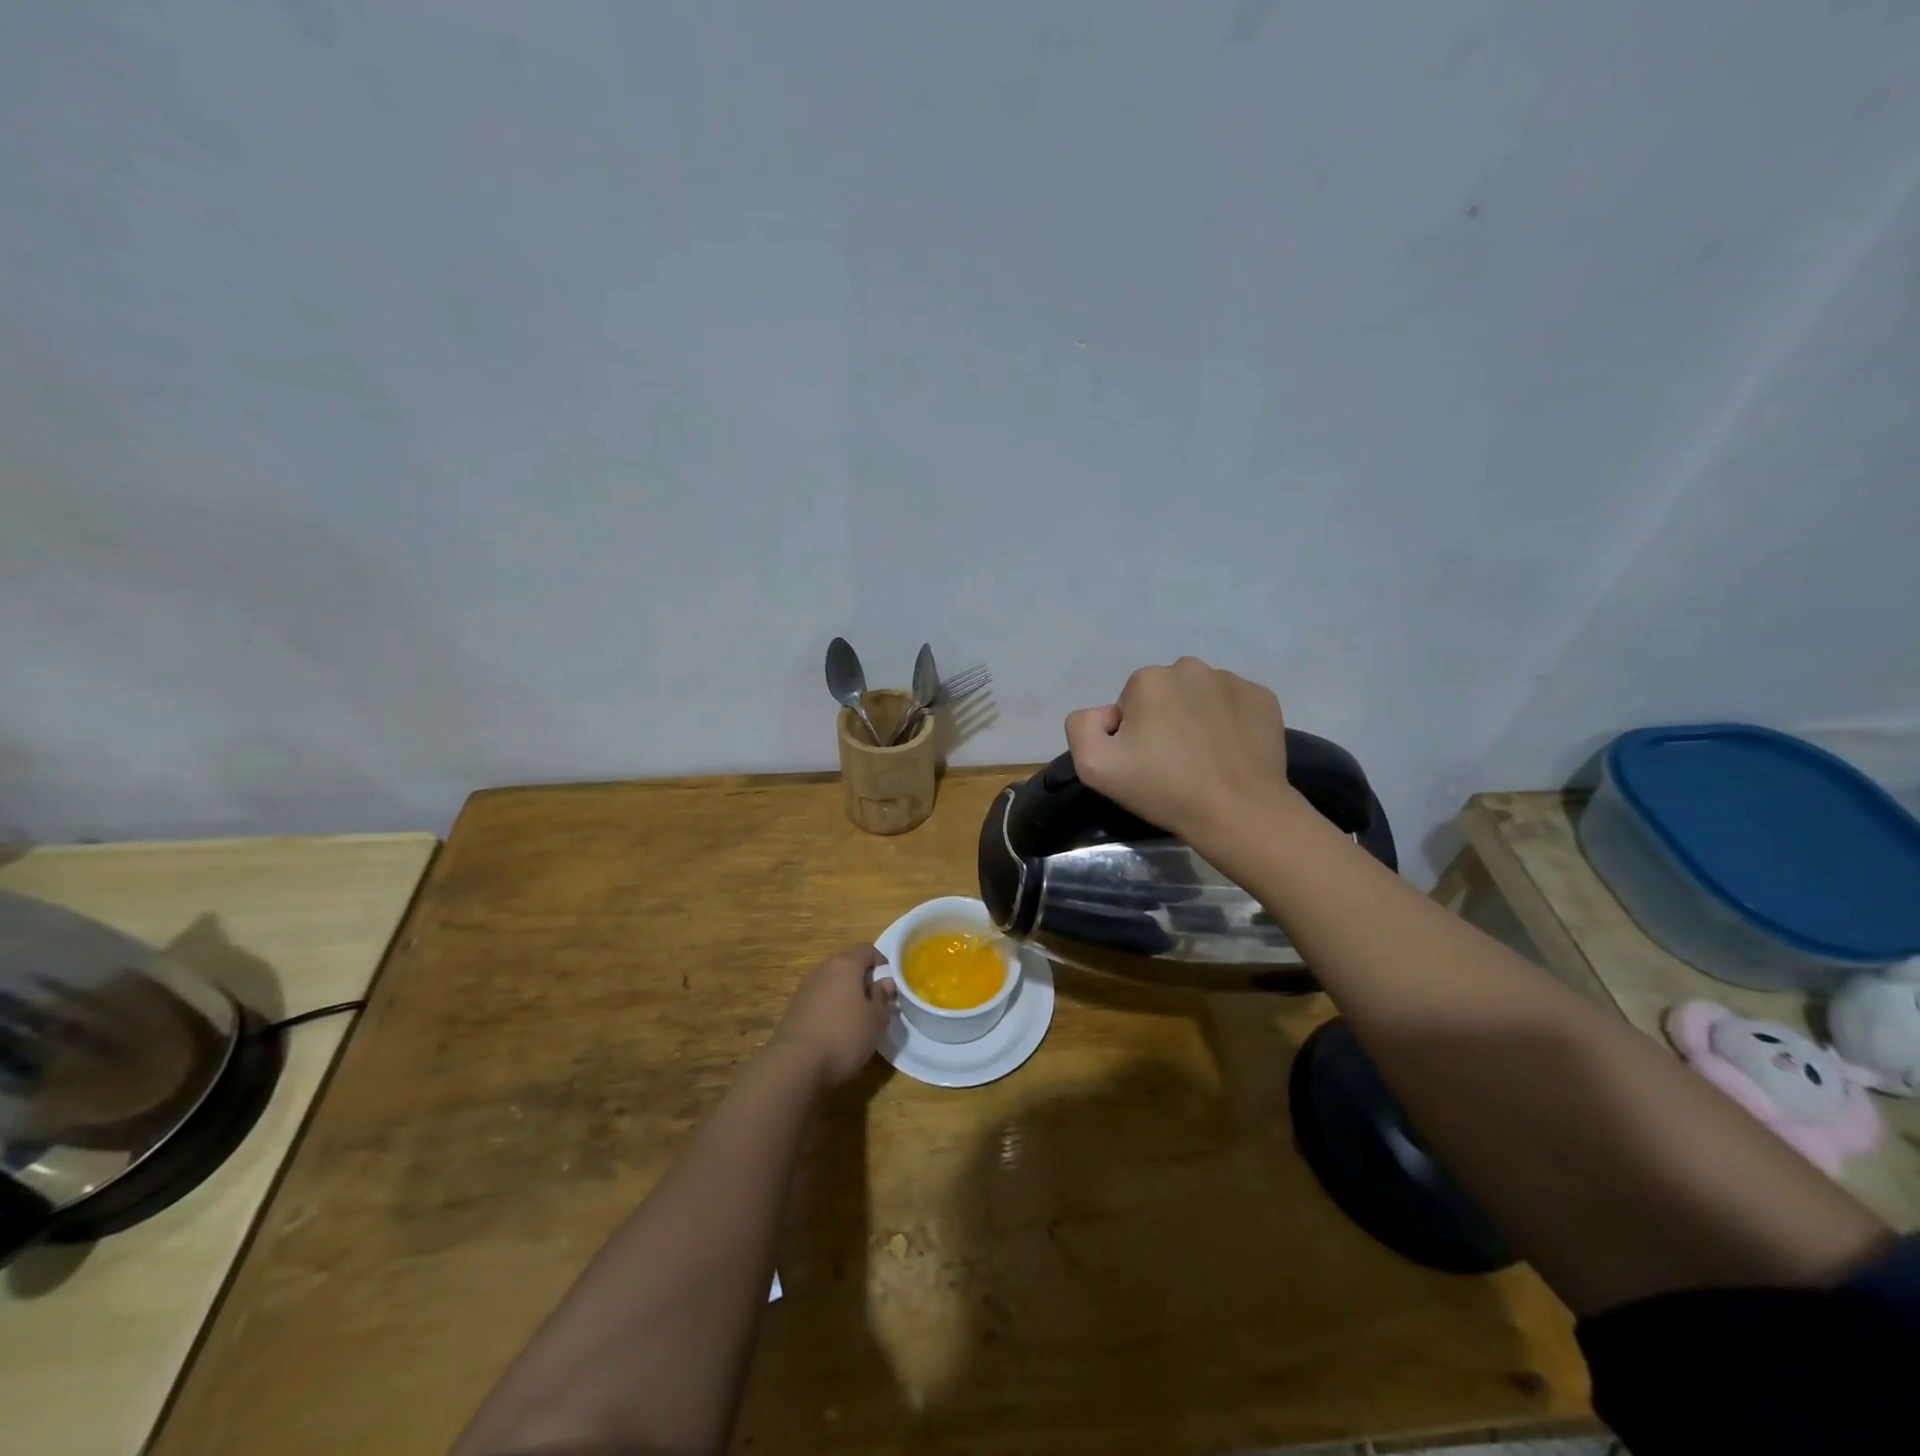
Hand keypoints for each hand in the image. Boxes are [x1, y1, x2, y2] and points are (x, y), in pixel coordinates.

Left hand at [770, 944, 897, 1085]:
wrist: (795, 1064)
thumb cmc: (844, 1036)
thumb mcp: (876, 1020)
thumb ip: (882, 997)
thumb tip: (885, 982)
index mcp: (845, 965)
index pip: (867, 950)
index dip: (882, 963)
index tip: (890, 985)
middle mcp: (822, 969)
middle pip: (848, 964)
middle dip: (863, 980)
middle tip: (875, 1003)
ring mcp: (805, 988)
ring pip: (832, 983)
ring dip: (845, 995)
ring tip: (856, 1019)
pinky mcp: (794, 1008)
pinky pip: (819, 999)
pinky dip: (830, 1008)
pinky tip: (835, 1031)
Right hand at [1064, 656, 1294, 844]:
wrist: (1238, 812)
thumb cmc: (1164, 789)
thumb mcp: (1094, 766)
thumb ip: (1082, 726)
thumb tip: (1106, 714)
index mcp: (1149, 679)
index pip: (1130, 703)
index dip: (1132, 734)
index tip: (1144, 762)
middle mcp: (1191, 668)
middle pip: (1165, 694)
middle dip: (1164, 720)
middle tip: (1172, 763)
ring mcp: (1233, 681)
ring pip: (1200, 697)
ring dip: (1196, 719)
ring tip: (1204, 759)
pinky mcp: (1264, 698)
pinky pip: (1234, 705)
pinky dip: (1229, 723)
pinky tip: (1230, 753)